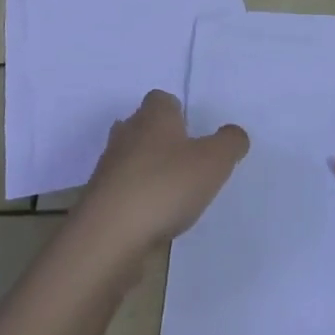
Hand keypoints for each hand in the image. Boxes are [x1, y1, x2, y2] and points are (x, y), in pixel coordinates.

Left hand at [74, 90, 249, 255]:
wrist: (110, 235)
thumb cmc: (165, 186)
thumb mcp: (213, 162)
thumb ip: (229, 143)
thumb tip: (234, 133)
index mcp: (153, 116)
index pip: (162, 99)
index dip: (177, 112)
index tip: (193, 133)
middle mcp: (127, 133)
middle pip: (143, 126)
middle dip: (161, 140)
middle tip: (186, 162)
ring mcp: (108, 167)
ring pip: (130, 158)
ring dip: (147, 171)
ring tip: (172, 194)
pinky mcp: (99, 199)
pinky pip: (121, 190)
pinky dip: (135, 199)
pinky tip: (152, 218)